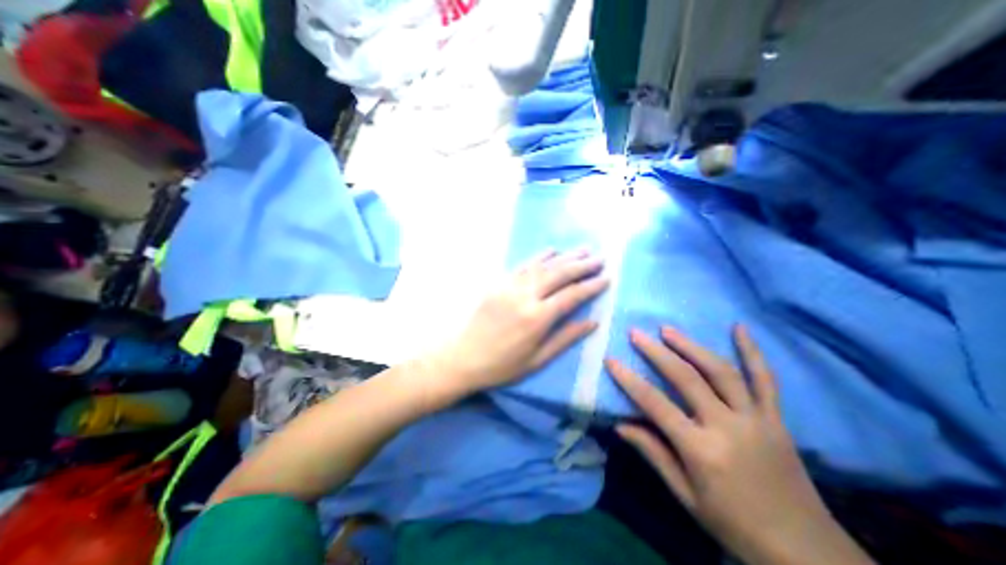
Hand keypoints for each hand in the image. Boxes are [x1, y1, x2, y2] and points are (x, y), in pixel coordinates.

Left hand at [436, 248, 609, 397]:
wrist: (463, 357)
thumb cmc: (502, 365)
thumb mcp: (538, 360)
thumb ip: (566, 338)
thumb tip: (593, 322)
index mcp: (537, 318)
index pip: (571, 296)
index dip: (591, 286)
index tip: (607, 278)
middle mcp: (525, 296)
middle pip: (559, 274)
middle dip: (582, 265)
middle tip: (600, 258)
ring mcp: (510, 287)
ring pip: (543, 266)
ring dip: (565, 257)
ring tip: (583, 250)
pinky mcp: (499, 283)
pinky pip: (523, 266)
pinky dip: (539, 257)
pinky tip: (552, 250)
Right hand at [604, 325, 872, 564]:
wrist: (807, 553)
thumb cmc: (735, 525)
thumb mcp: (686, 495)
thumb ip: (653, 453)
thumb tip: (619, 425)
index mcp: (702, 449)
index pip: (655, 404)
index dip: (629, 380)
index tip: (611, 360)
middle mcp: (728, 426)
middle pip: (686, 378)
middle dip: (657, 352)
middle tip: (636, 333)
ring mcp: (756, 418)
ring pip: (721, 371)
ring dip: (691, 346)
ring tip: (668, 330)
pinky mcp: (776, 418)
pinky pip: (765, 379)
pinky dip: (753, 352)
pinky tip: (739, 328)